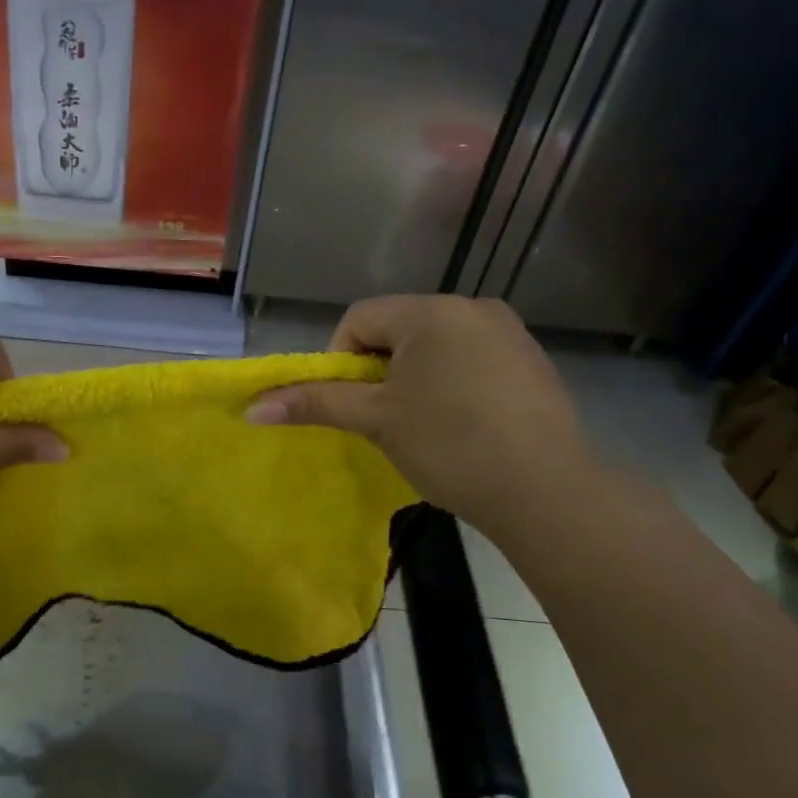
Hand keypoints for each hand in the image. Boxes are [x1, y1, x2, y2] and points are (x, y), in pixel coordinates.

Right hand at [247, 295, 594, 536]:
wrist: (545, 490)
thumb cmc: (450, 445)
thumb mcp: (377, 421)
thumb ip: (316, 403)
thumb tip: (252, 407)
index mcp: (433, 311)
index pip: (360, 318)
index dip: (341, 360)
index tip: (353, 404)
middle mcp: (473, 307)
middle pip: (399, 329)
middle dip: (380, 370)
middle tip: (384, 418)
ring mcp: (509, 332)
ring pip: (436, 345)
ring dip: (415, 377)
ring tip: (422, 425)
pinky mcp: (531, 360)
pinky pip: (471, 358)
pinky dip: (452, 382)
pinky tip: (462, 424)